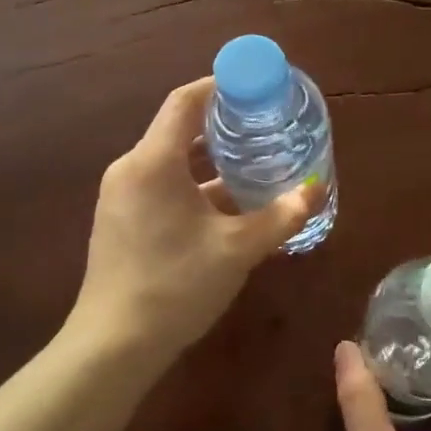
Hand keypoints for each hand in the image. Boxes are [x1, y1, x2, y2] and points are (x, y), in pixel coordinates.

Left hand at [70, 77, 314, 363]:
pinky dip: (194, 185)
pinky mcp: (121, 221)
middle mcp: (131, 169)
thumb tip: (317, 190)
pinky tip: (227, 205)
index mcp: (153, 162)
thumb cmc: (176, 285)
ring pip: (172, 161)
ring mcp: (121, 196)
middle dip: (223, 125)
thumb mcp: (237, 249)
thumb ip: (280, 216)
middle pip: (179, 129)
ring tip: (254, 162)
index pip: (185, 101)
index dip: (220, 85)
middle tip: (265, 126)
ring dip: (210, 160)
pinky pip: (161, 185)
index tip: (255, 86)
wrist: (113, 345)